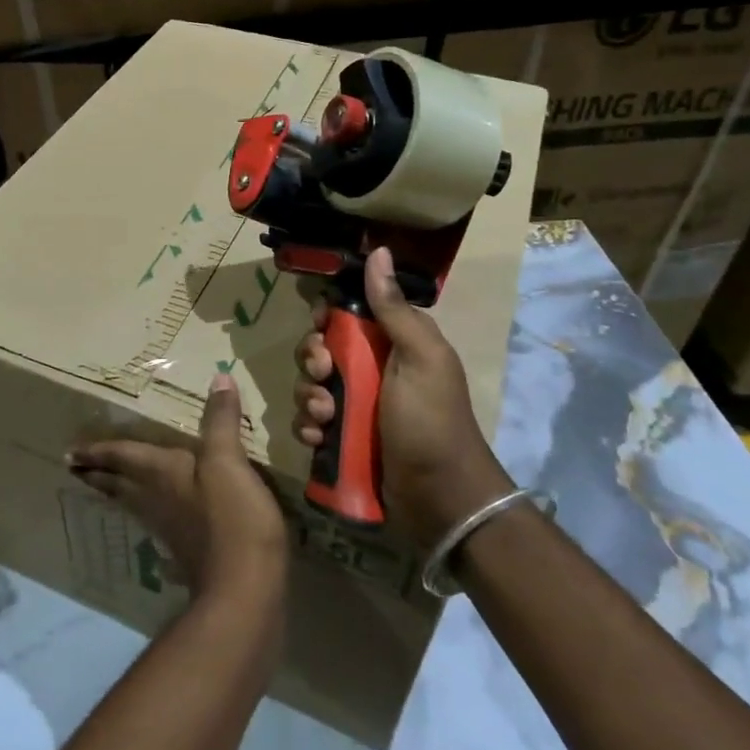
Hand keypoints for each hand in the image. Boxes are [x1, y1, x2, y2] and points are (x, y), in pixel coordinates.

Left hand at [68, 374, 288, 604]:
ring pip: (133, 502)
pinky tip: (153, 516)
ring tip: (103, 484)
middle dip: (97, 472)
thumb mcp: (227, 460)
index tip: (69, 452)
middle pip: (118, 483)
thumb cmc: (231, 518)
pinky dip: (144, 510)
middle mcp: (156, 499)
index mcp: (160, 473)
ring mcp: (169, 527)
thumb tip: (219, 378)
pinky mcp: (187, 549)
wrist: (244, 590)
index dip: (97, 451)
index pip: (121, 456)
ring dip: (116, 491)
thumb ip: (220, 420)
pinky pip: (154, 519)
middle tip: (74, 466)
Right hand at [290, 247, 513, 550]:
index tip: (322, 327)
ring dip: (309, 398)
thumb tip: (379, 251)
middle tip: (323, 374)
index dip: (327, 319)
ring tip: (327, 417)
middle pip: (320, 349)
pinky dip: (309, 427)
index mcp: (391, 344)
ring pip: (310, 386)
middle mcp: (370, 371)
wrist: (440, 499)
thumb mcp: (420, 357)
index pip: (346, 316)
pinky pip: (309, 421)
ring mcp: (355, 407)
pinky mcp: (342, 439)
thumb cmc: (432, 420)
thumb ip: (393, 308)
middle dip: (312, 360)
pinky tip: (320, 438)